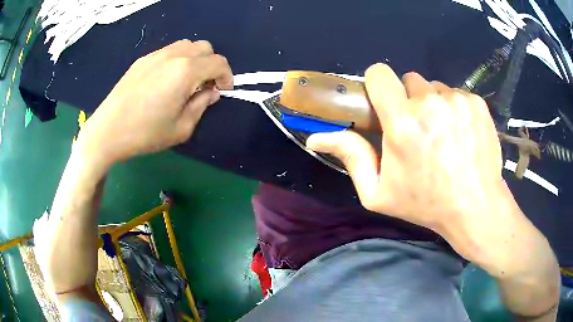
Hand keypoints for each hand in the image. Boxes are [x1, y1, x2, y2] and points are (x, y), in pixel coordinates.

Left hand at [79, 40, 232, 166]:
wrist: (108, 131)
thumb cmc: (145, 134)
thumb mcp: (181, 128)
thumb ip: (201, 105)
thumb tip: (210, 92)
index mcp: (185, 71)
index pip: (218, 62)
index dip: (227, 76)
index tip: (223, 90)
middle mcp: (173, 55)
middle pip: (204, 47)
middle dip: (212, 64)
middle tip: (205, 85)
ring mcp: (155, 55)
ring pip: (186, 45)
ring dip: (195, 59)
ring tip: (186, 81)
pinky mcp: (142, 60)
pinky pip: (168, 52)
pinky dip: (177, 60)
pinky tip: (166, 80)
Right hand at [307, 64, 508, 244]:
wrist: (475, 207)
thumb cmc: (425, 203)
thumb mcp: (379, 192)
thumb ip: (351, 158)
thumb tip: (316, 138)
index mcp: (402, 122)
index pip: (379, 74)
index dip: (378, 84)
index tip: (384, 102)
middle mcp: (430, 102)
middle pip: (409, 80)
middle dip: (409, 100)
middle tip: (419, 129)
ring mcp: (457, 100)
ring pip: (435, 87)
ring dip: (433, 104)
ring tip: (443, 134)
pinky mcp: (476, 102)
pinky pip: (456, 94)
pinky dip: (455, 108)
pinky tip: (461, 133)